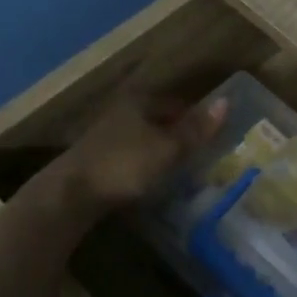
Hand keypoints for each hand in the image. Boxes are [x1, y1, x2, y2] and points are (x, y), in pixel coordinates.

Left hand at [51, 93, 227, 212]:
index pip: (178, 104)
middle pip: (160, 120)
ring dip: (162, 151)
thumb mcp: (168, 148)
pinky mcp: (97, 160)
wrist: (69, 195)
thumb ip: (196, 129)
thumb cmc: (124, 165)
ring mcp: (106, 136)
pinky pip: (131, 156)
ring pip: (145, 138)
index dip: (197, 118)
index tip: (213, 136)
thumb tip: (227, 102)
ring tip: (182, 170)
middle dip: (180, 134)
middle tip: (202, 154)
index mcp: (140, 102)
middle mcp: (122, 112)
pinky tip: (154, 180)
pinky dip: (145, 165)